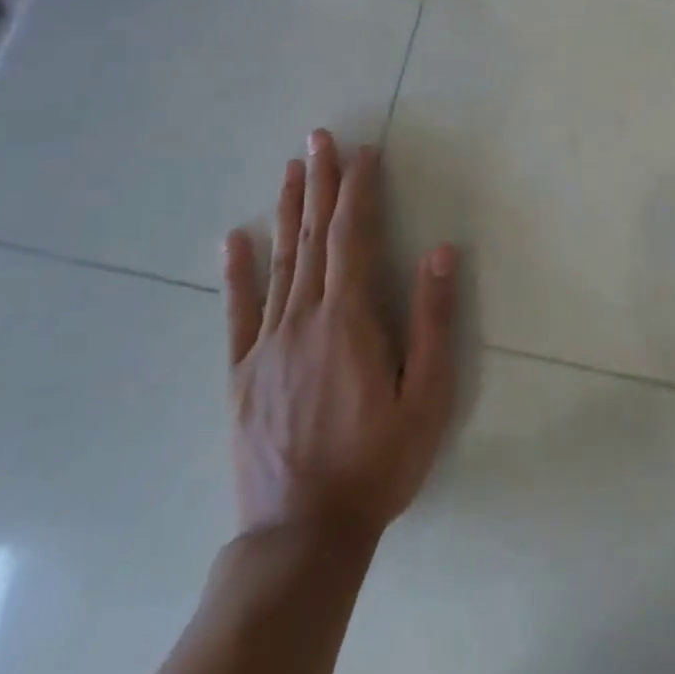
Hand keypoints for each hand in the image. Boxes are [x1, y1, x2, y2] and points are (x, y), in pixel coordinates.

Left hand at [221, 133, 457, 548]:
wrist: (302, 535)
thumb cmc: (378, 461)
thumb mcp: (427, 394)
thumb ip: (432, 320)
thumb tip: (440, 250)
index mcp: (348, 319)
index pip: (353, 237)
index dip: (358, 190)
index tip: (364, 152)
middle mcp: (303, 319)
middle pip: (314, 237)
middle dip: (320, 183)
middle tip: (319, 138)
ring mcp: (267, 345)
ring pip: (278, 262)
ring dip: (287, 211)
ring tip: (290, 169)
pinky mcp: (243, 374)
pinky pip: (238, 312)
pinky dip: (237, 272)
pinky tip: (234, 239)